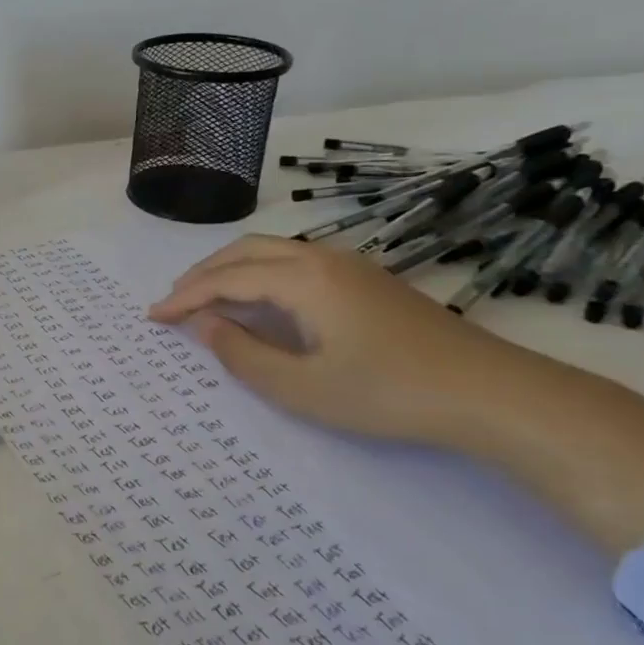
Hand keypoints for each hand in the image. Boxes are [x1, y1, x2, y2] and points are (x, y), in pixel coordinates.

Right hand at [148, 234, 530, 449]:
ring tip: (206, 299)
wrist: (491, 393)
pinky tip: (259, 300)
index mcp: (302, 279)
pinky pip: (295, 262)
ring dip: (231, 269)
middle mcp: (321, 258)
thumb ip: (242, 355)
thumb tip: (202, 325)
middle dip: (202, 274)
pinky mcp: (366, 279)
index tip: (152, 317)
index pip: (225, 279)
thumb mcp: (303, 388)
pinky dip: (260, 274)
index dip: (184, 297)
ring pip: (272, 252)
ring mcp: (348, 265)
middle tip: (173, 303)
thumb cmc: (388, 393)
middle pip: (244, 251)